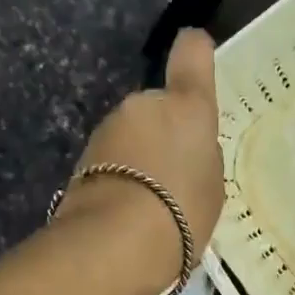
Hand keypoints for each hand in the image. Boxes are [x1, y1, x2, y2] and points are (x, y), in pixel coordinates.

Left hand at [54, 28, 224, 294]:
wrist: (116, 243)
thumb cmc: (182, 210)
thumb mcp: (212, 186)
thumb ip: (201, 157)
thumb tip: (183, 149)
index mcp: (186, 106)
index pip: (192, 53)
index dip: (195, 52)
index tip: (198, 54)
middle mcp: (143, 105)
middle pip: (159, 108)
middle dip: (165, 133)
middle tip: (179, 177)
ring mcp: (107, 130)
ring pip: (132, 136)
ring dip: (142, 159)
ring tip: (156, 204)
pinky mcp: (82, 159)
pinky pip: (114, 162)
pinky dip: (123, 178)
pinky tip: (132, 213)